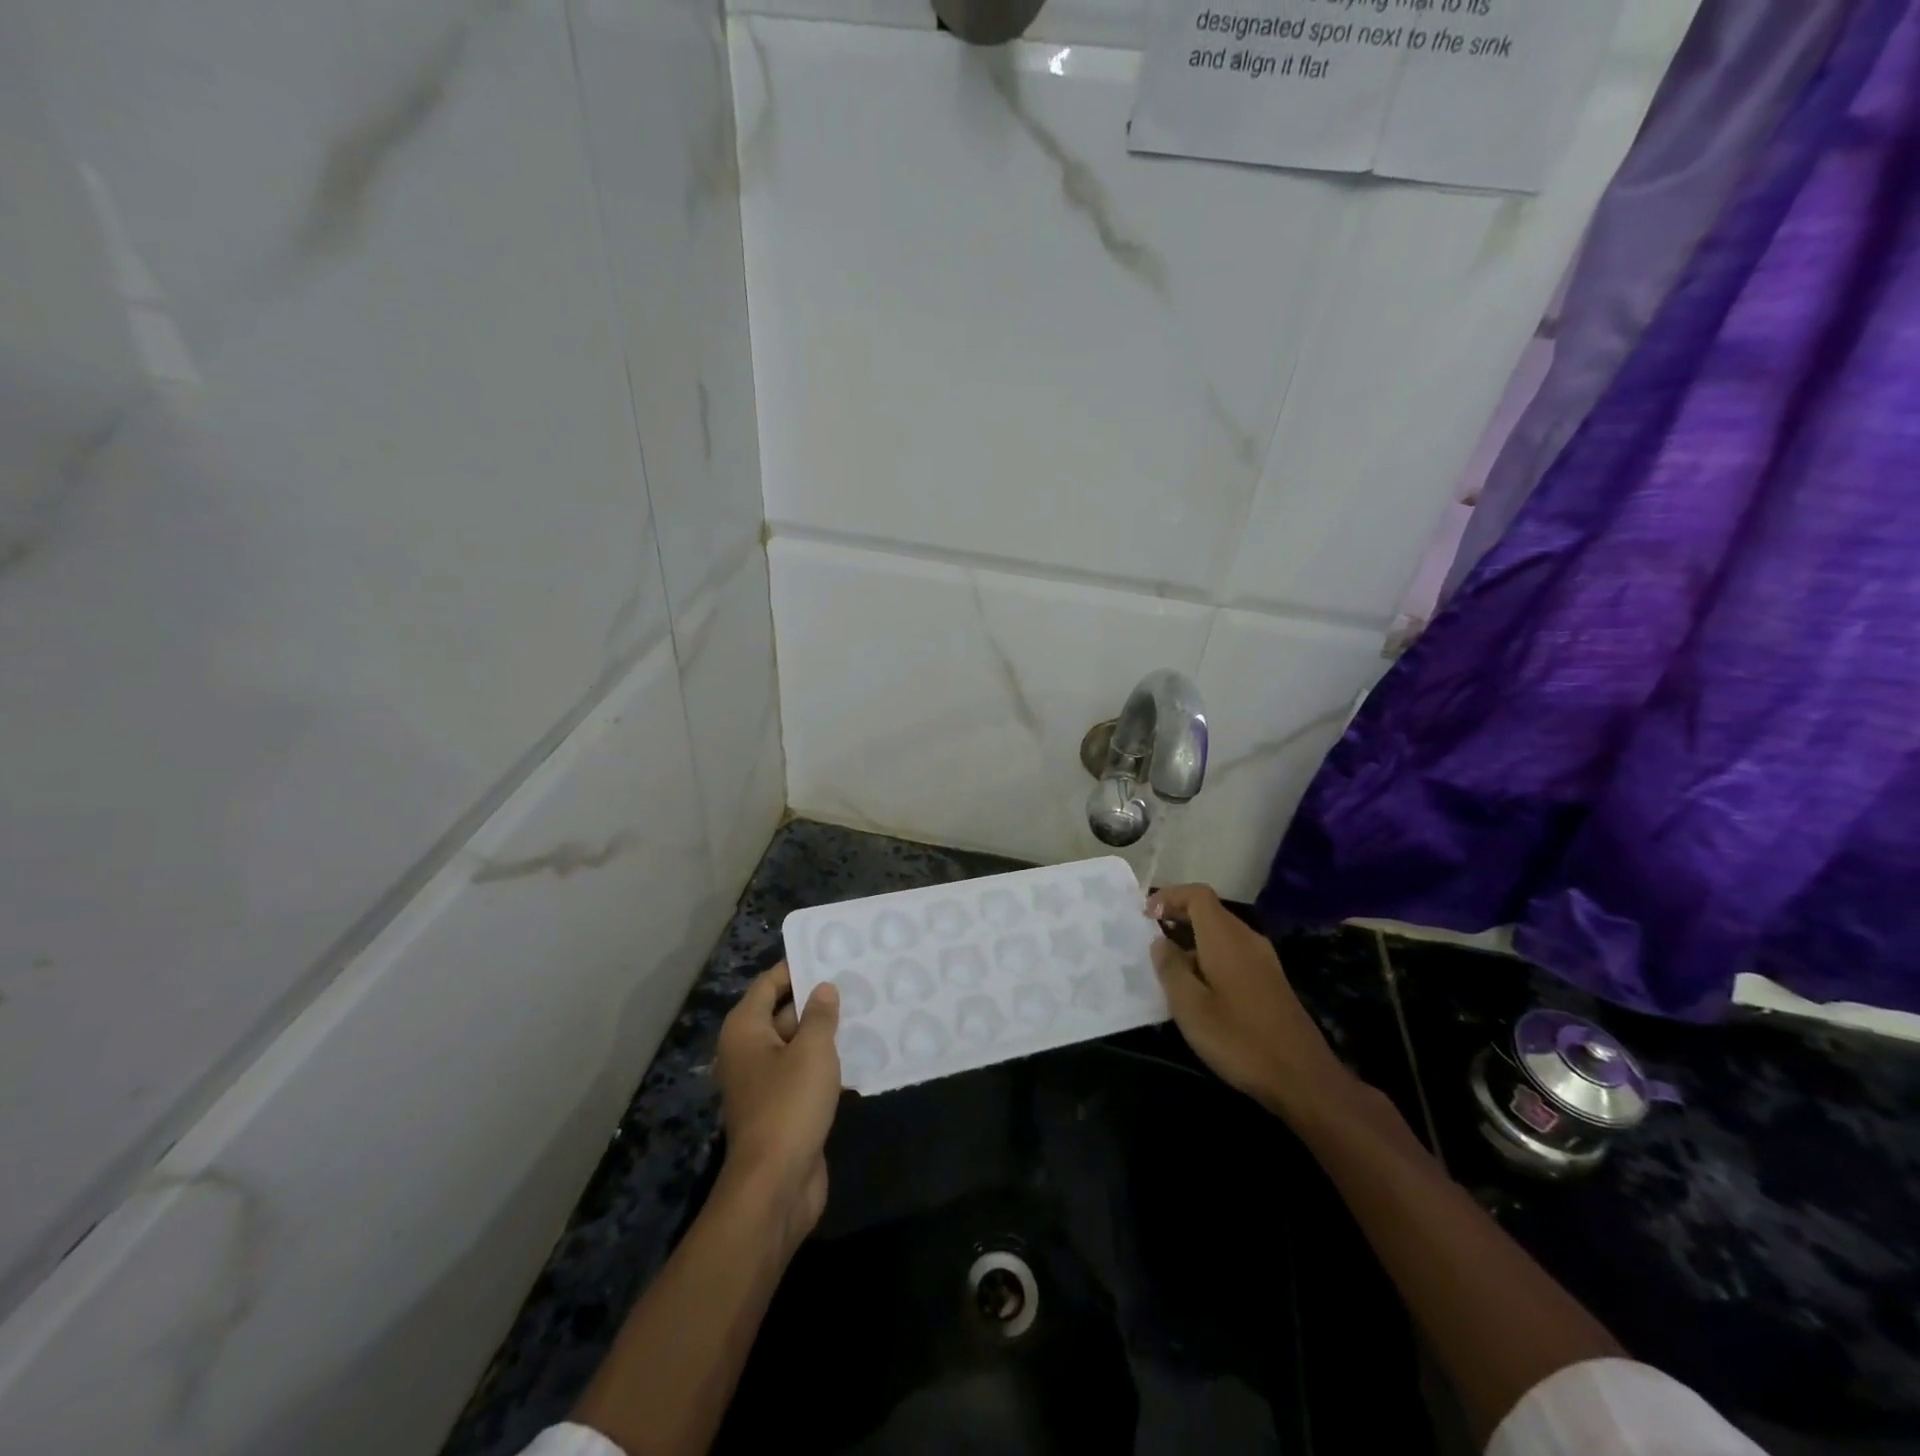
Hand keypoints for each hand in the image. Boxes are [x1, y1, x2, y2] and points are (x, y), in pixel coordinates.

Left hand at [715, 963, 841, 1246]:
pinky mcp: (784, 1109)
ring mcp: (765, 1083)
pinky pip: (806, 1074)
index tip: (830, 954)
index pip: (769, 984)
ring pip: (798, 1045)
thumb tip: (822, 988)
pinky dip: (828, 1064)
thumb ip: (819, 1015)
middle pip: (783, 1012)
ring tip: (866, 1011)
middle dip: (817, 999)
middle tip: (857, 980)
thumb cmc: (789, 1106)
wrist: (775, 1187)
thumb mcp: (811, 1051)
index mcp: (746, 1030)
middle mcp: (749, 1052)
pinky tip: (862, 1053)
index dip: (797, 967)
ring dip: (826, 1033)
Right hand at [1146, 884, 1349, 1120]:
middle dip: (1177, 916)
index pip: (1197, 895)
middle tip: (1150, 938)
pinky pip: (1233, 951)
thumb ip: (1170, 968)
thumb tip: (1160, 941)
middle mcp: (1247, 939)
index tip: (1145, 917)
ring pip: (1221, 932)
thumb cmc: (1239, 1040)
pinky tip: (1198, 987)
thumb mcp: (1190, 1007)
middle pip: (1209, 910)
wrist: (1303, 1078)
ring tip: (1168, 966)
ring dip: (1192, 938)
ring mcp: (1263, 959)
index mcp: (1226, 938)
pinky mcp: (1270, 980)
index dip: (1169, 897)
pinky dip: (1209, 955)